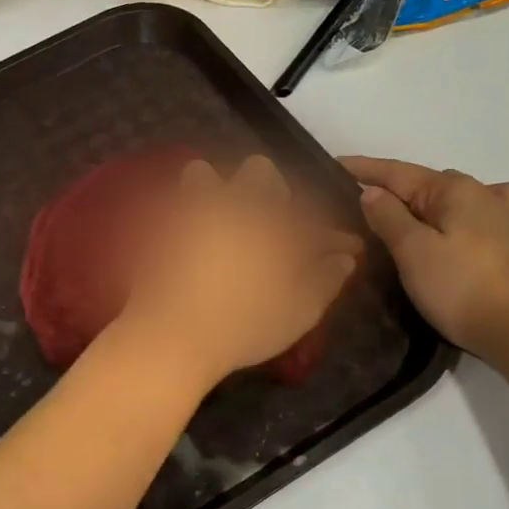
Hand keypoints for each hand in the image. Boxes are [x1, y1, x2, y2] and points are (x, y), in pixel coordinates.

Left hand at [122, 156, 361, 389]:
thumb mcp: (299, 311)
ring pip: (206, 175)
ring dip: (222, 190)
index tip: (344, 249)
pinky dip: (192, 214)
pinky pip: (179, 205)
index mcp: (273, 221)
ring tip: (227, 221)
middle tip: (277, 226)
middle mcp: (235, 204)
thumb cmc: (244, 325)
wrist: (171, 336)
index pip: (311, 218)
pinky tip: (198, 242)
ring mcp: (194, 211)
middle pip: (259, 172)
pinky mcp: (163, 227)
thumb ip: (325, 279)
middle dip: (273, 191)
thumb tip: (343, 258)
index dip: (329, 235)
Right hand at [342, 156, 508, 362]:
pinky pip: (478, 212)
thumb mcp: (412, 250)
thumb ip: (388, 216)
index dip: (364, 168)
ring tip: (402, 215)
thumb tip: (372, 191)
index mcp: (453, 189)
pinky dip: (458, 212)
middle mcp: (481, 191)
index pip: (397, 173)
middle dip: (392, 188)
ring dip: (424, 202)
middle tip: (359, 202)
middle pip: (424, 184)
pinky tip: (461, 219)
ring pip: (451, 198)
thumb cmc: (459, 286)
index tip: (335, 164)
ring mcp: (502, 214)